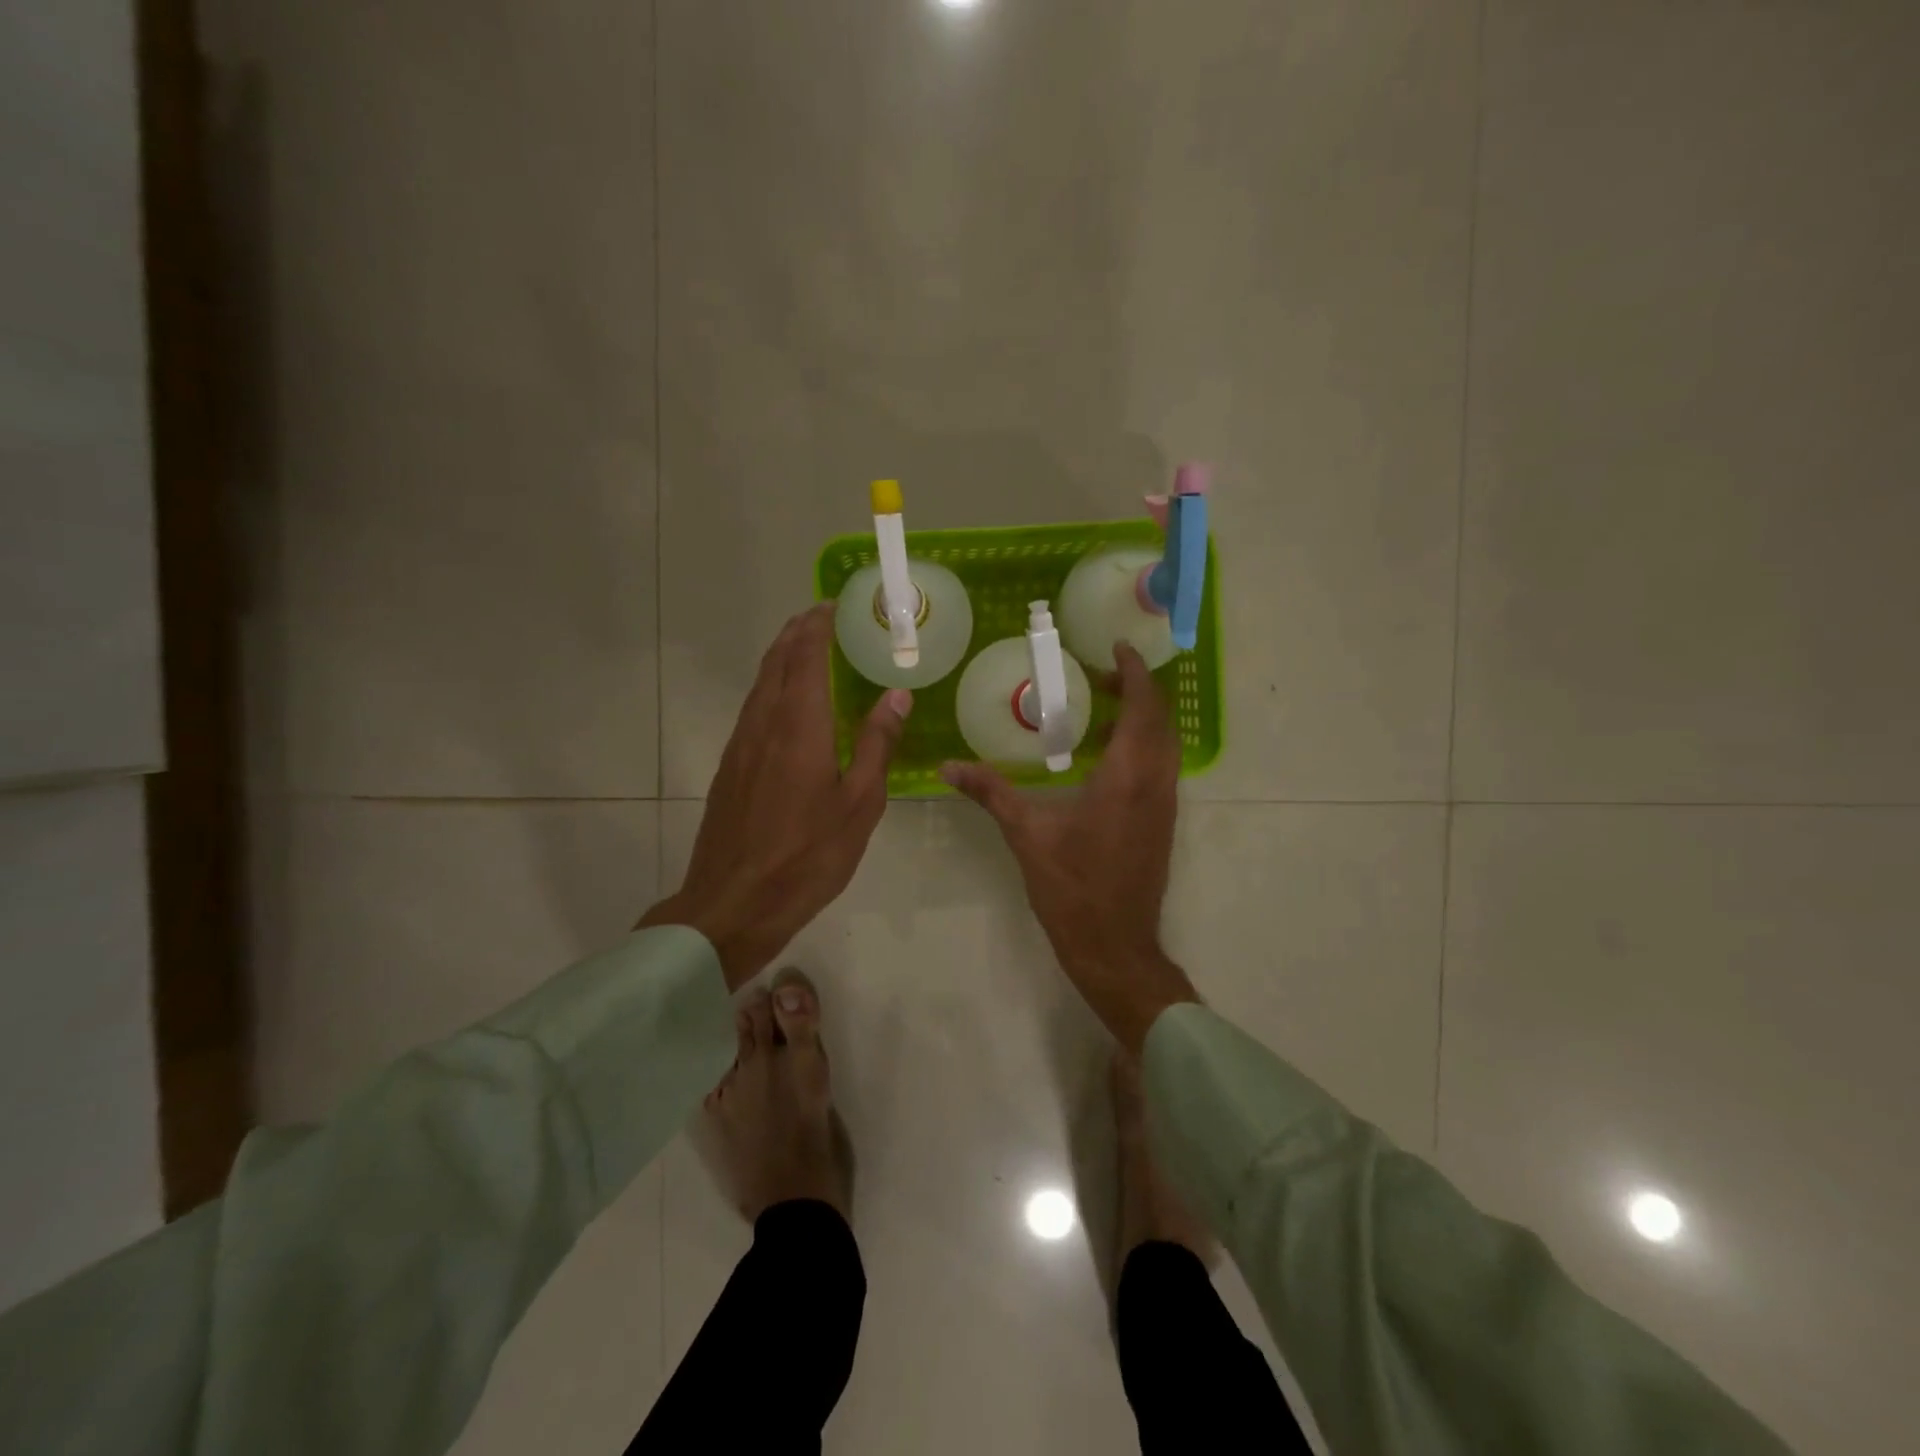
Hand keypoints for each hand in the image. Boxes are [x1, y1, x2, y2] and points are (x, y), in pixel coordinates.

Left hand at [640, 603, 910, 989]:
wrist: (733, 903)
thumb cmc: (808, 855)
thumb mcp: (859, 803)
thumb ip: (877, 744)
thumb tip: (896, 695)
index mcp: (799, 726)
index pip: (805, 656)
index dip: (818, 626)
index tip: (834, 605)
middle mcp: (763, 724)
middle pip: (777, 662)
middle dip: (797, 633)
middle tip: (823, 618)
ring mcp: (740, 745)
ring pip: (760, 685)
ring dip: (782, 659)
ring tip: (807, 650)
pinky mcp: (729, 768)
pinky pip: (753, 710)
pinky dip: (772, 689)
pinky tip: (788, 706)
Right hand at [941, 643, 1198, 1052]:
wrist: (1115, 946)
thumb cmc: (1073, 888)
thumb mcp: (1027, 835)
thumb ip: (991, 793)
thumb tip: (947, 767)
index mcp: (1127, 776)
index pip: (1143, 707)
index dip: (1134, 672)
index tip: (1117, 648)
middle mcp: (1156, 782)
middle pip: (1160, 719)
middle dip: (1136, 689)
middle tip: (1099, 675)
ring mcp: (1164, 805)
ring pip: (1165, 744)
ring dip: (1142, 718)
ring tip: (1100, 707)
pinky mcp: (1162, 823)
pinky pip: (1160, 767)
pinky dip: (1142, 745)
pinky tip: (1105, 756)